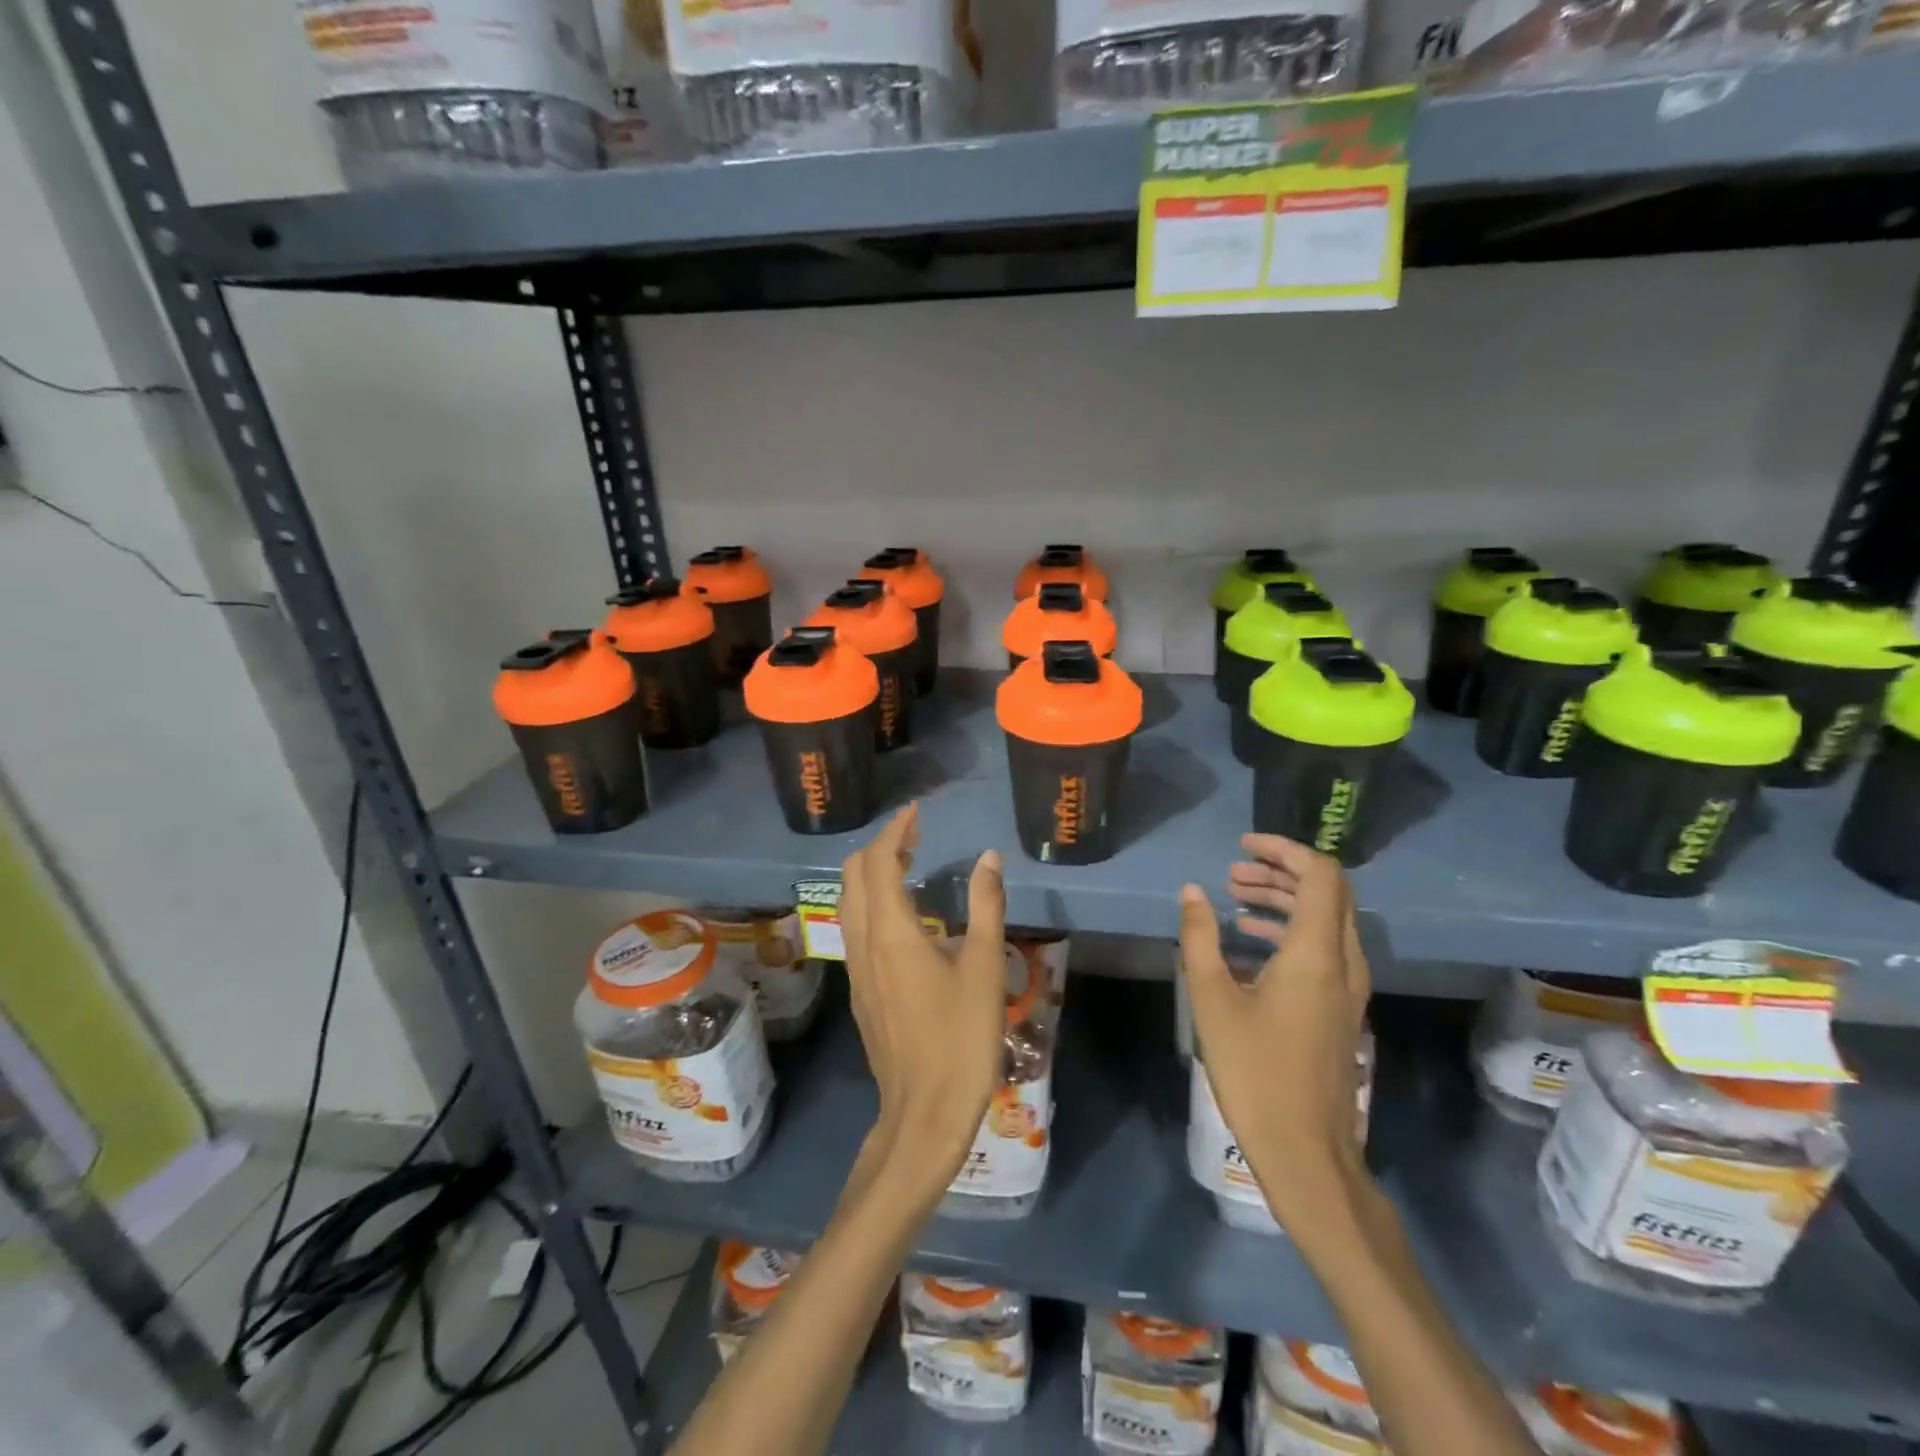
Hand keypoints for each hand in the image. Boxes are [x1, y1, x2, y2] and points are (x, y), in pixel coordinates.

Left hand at [839, 805, 1007, 1198]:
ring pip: (849, 903)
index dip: (896, 831)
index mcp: (890, 932)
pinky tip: (904, 916)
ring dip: (872, 875)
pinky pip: (855, 928)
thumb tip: (988, 858)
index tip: (916, 813)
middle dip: (880, 848)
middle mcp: (863, 943)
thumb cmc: (961, 1038)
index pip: (879, 862)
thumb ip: (987, 906)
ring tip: (909, 866)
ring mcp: (855, 969)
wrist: (924, 1112)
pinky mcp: (859, 991)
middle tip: (916, 838)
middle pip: (853, 876)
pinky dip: (872, 903)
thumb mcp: (985, 968)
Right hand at [1178, 833, 1370, 1243]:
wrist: (1306, 1151)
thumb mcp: (1213, 999)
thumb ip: (1200, 938)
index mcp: (1317, 953)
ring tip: (1233, 897)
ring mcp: (1348, 989)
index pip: (1320, 875)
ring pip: (1327, 920)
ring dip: (1284, 900)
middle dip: (1281, 871)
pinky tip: (1248, 941)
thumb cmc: (1255, 1072)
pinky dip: (1290, 930)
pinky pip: (1324, 948)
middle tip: (1233, 871)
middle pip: (1328, 892)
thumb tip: (1191, 891)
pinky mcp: (1341, 1009)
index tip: (1243, 845)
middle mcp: (1343, 962)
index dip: (1284, 850)